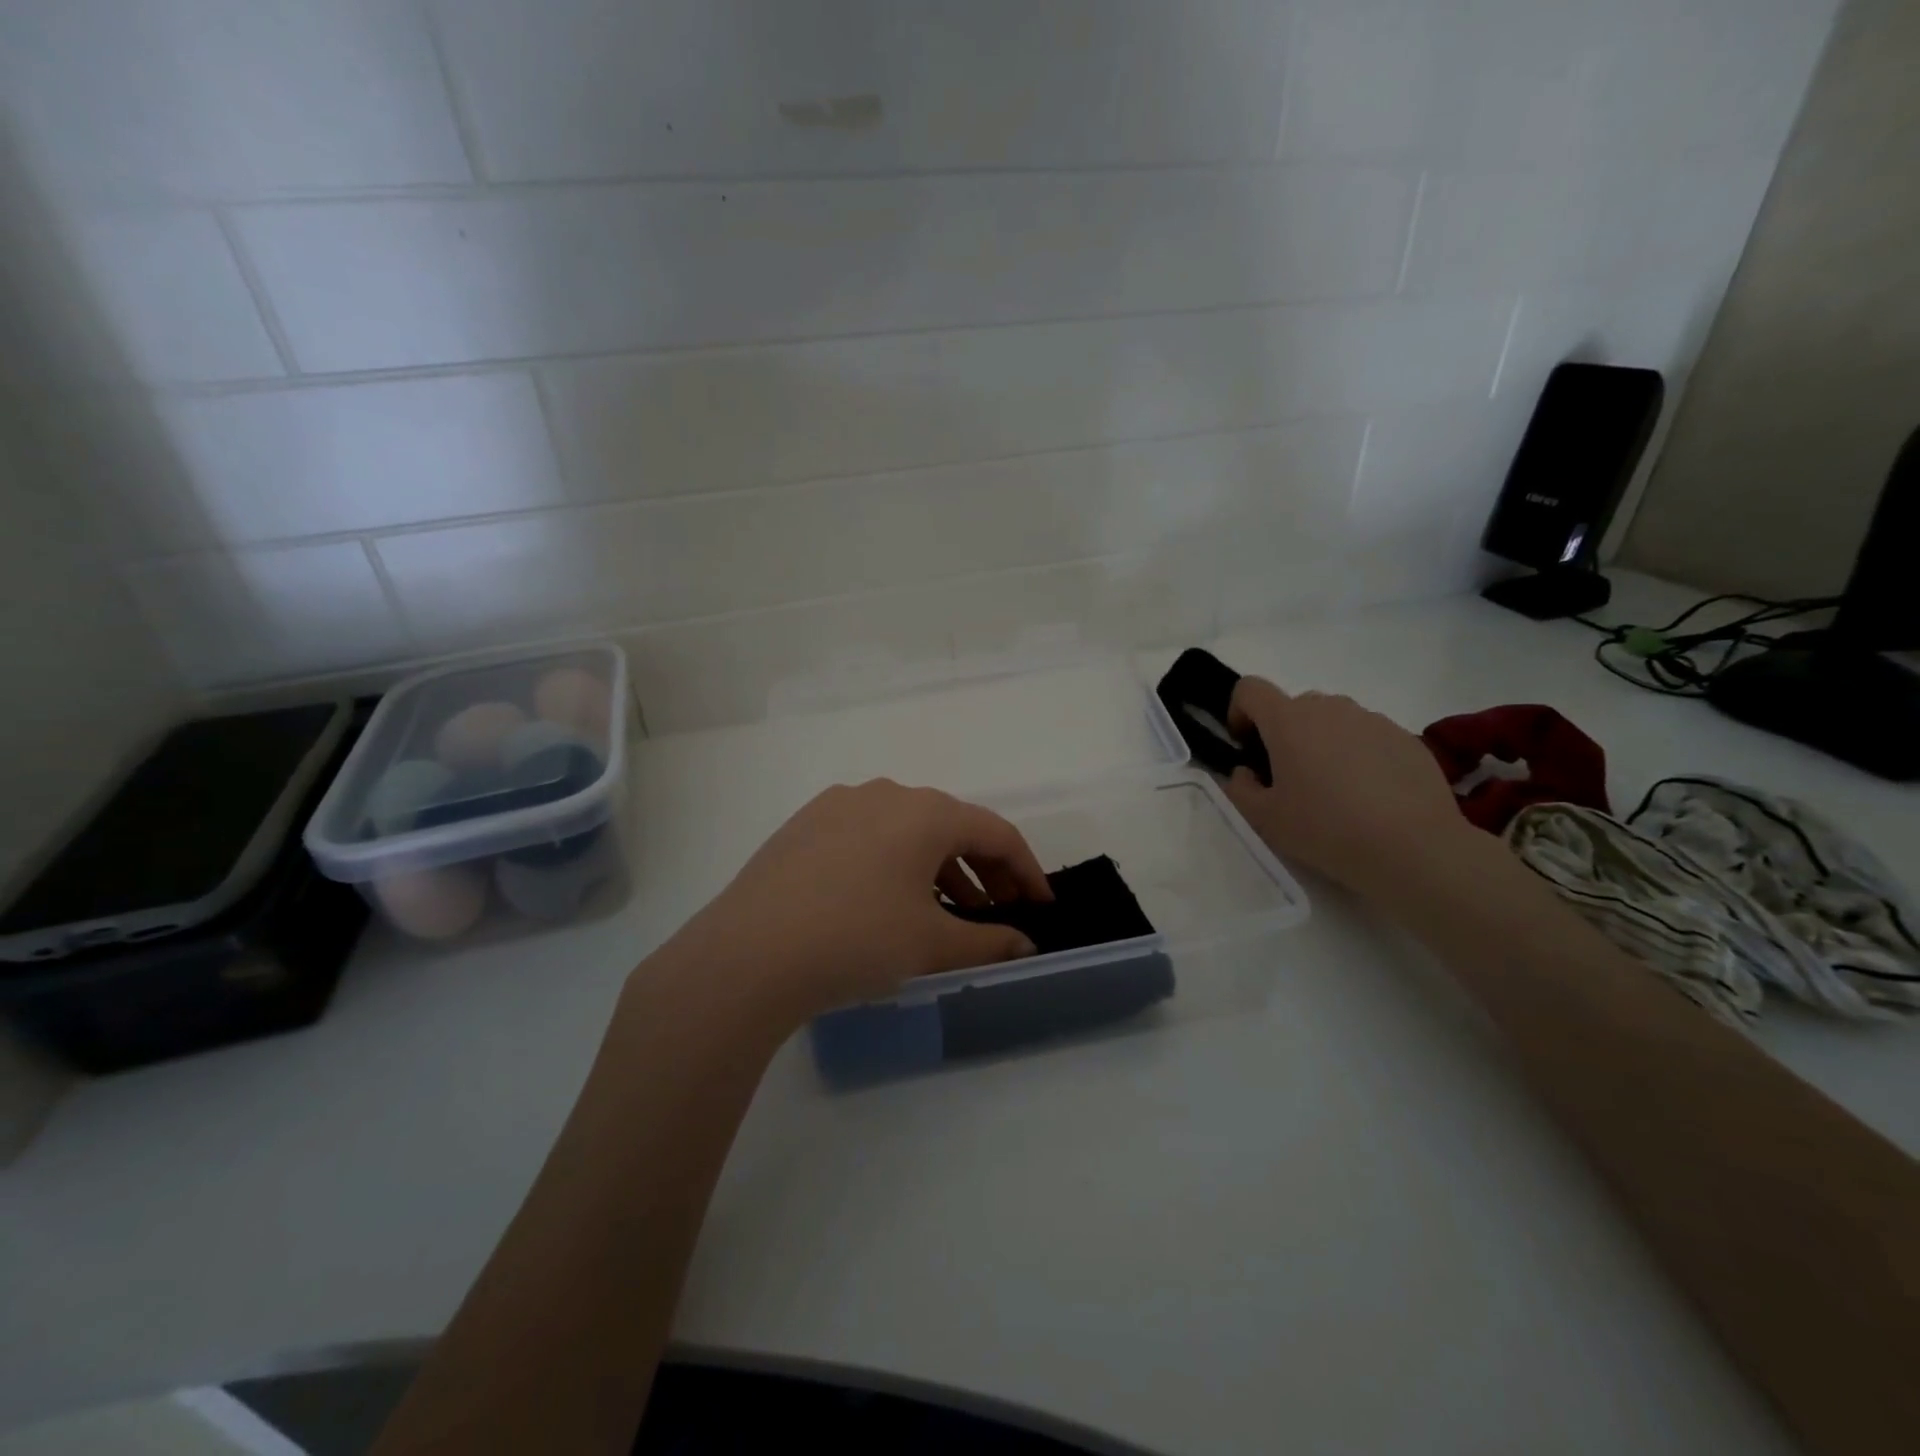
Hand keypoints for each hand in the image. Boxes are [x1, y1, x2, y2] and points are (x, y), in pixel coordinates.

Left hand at [672, 779, 1052, 1022]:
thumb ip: (989, 942)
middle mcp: (885, 793)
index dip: (1027, 871)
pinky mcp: (805, 824)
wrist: (749, 954)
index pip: (995, 832)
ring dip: (939, 867)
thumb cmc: (857, 940)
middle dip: (983, 869)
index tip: (1042, 906)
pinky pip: (869, 836)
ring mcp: (839, 804)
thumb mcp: (931, 944)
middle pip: (952, 826)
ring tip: (948, 912)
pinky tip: (890, 900)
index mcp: (925, 812)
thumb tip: (1025, 944)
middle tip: (1000, 911)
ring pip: (908, 830)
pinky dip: (896, 863)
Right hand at [1223, 677, 1472, 896]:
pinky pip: (1368, 737)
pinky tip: (1370, 797)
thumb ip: (1240, 788)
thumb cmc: (1326, 828)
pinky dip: (1359, 756)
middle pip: (1293, 706)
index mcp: (1288, 721)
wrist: (1414, 848)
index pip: (1250, 689)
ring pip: (1333, 721)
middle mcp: (1330, 708)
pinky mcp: (1406, 738)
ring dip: (1322, 744)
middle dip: (1283, 734)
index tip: (1246, 748)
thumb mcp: (1264, 819)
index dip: (1239, 712)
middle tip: (1289, 779)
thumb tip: (1246, 772)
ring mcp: (1372, 720)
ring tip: (1334, 791)